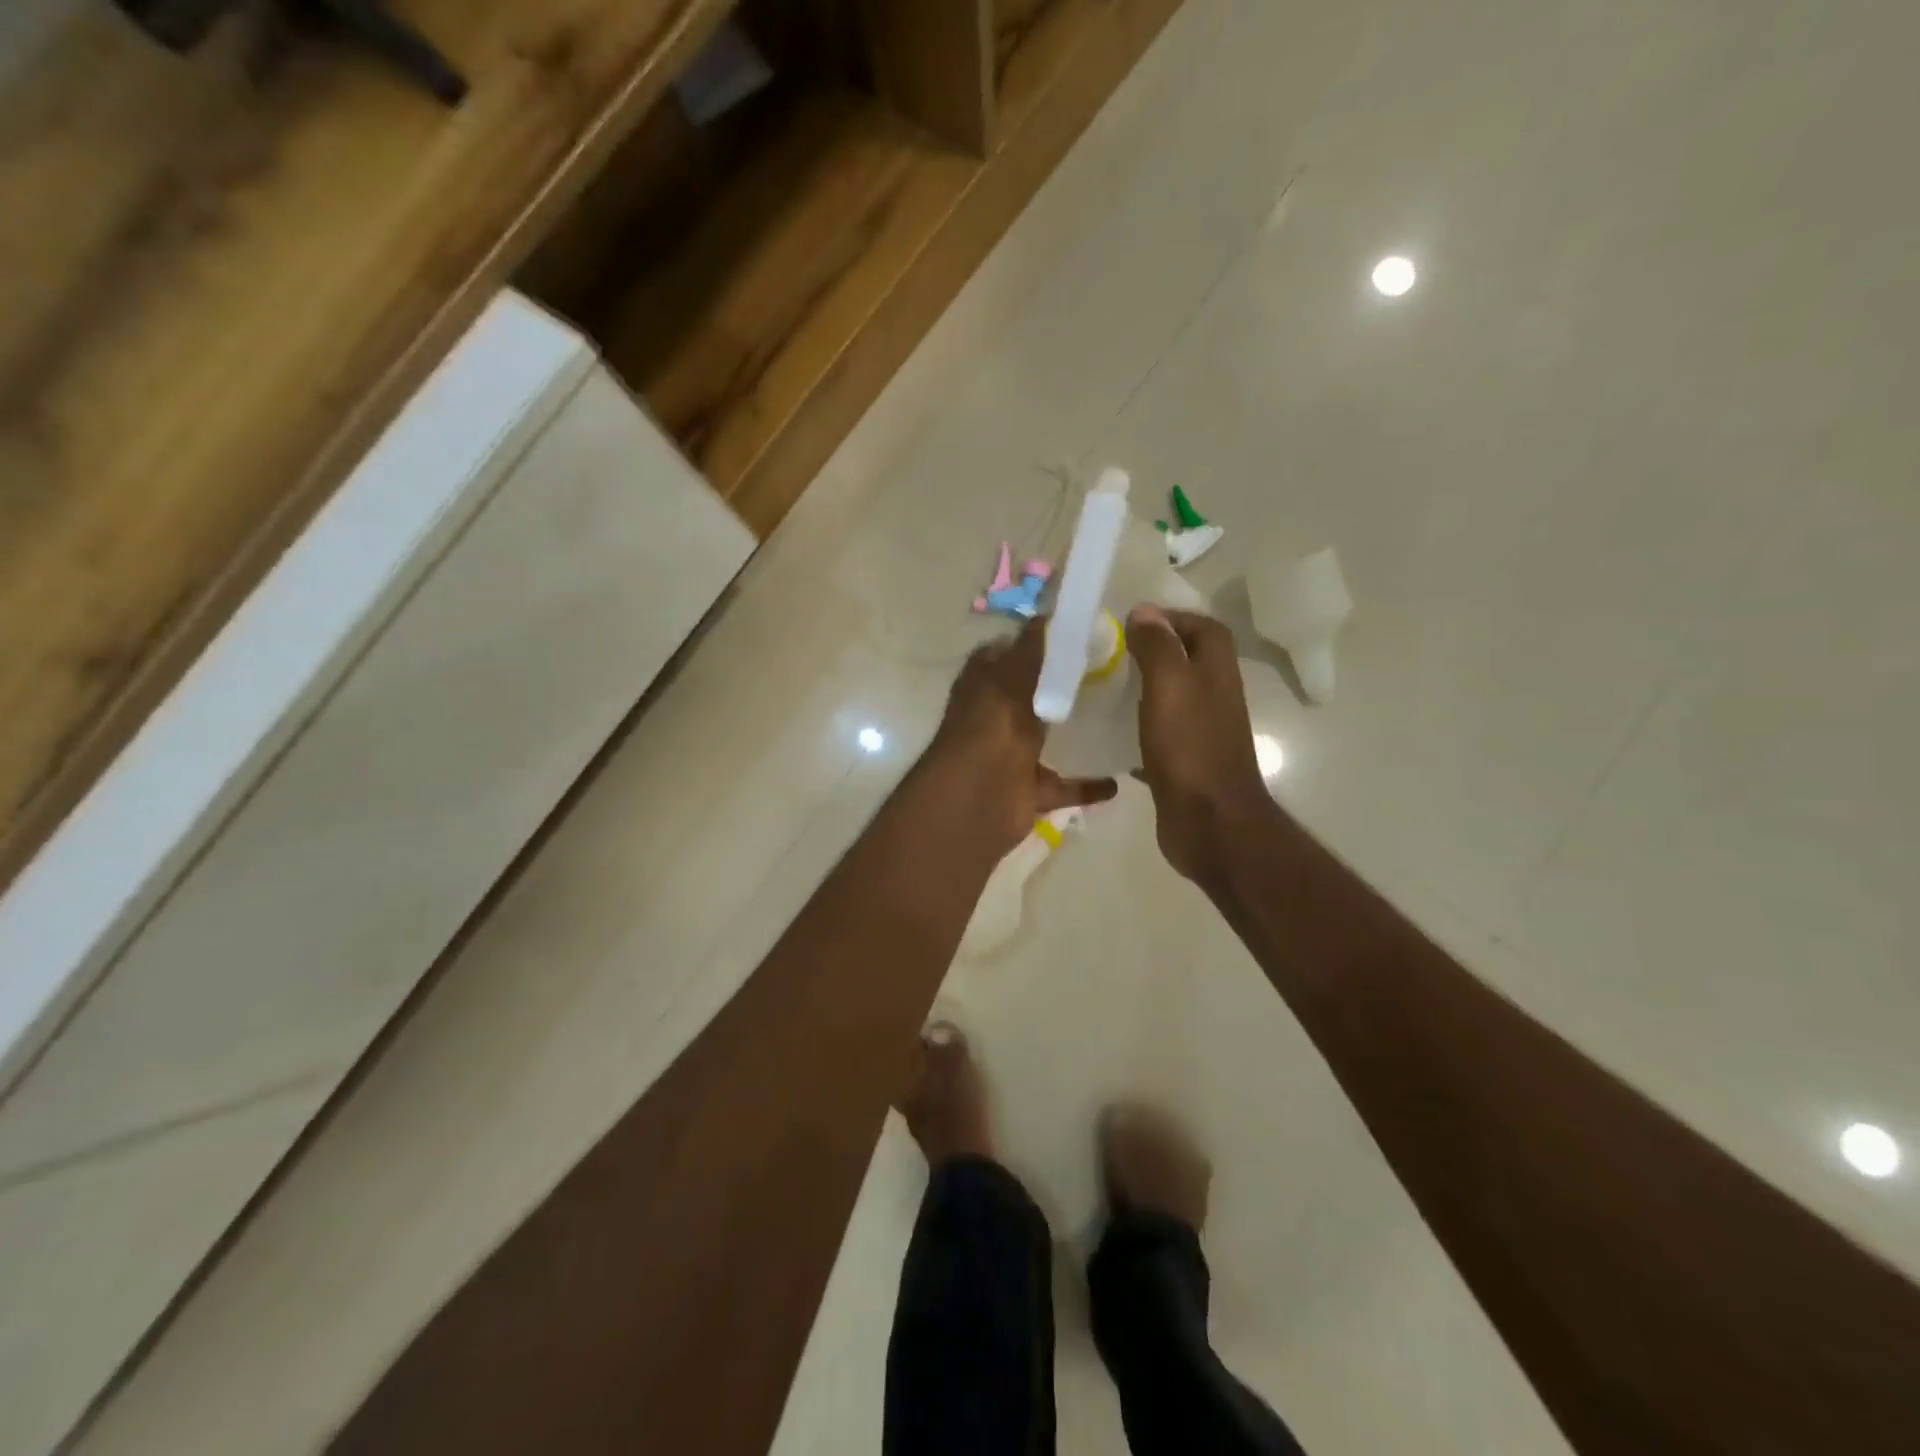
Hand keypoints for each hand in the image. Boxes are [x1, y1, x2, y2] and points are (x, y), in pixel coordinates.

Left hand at [928, 618, 1117, 855]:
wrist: (979, 797)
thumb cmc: (994, 724)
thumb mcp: (1014, 674)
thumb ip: (1033, 647)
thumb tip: (1047, 614)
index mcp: (983, 685)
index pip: (1006, 654)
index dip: (1034, 643)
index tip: (1074, 636)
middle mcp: (994, 718)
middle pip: (1029, 697)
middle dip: (1059, 688)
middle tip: (1109, 673)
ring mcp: (1010, 756)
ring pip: (1045, 741)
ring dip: (1073, 735)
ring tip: (1118, 720)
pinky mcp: (1028, 791)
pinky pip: (1063, 786)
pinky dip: (1087, 785)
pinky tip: (1119, 779)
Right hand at [1125, 605, 1277, 886]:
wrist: (1208, 822)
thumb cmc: (1190, 747)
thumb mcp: (1170, 686)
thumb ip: (1158, 646)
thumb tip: (1145, 612)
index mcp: (1216, 672)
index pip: (1203, 627)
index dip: (1173, 617)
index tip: (1132, 621)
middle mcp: (1213, 697)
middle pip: (1187, 661)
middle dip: (1152, 651)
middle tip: (1110, 652)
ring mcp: (1200, 732)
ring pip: (1170, 698)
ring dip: (1142, 689)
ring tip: (1102, 686)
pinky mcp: (1183, 763)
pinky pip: (1158, 735)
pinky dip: (1136, 728)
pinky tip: (1107, 732)